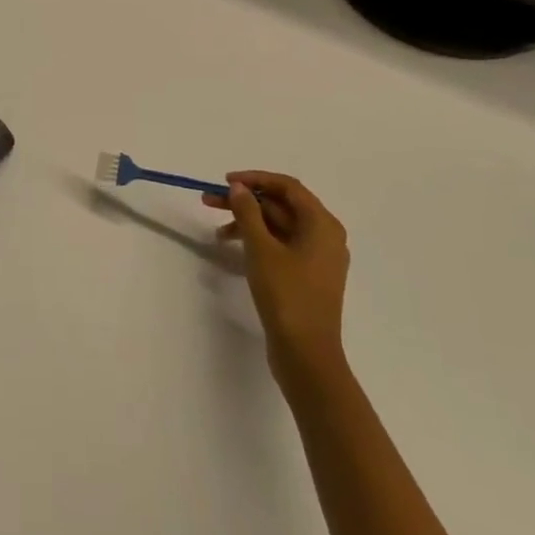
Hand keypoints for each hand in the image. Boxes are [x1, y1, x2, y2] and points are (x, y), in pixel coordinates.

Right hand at [204, 171, 349, 389]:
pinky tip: (234, 248)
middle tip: (209, 202)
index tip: (226, 181)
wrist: (306, 356)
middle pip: (282, 206)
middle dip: (246, 202)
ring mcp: (317, 258)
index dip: (255, 179)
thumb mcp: (261, 249)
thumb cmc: (287, 296)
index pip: (288, 187)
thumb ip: (248, 213)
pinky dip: (258, 242)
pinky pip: (281, 246)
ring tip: (217, 230)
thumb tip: (239, 188)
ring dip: (248, 222)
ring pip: (279, 227)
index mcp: (322, 224)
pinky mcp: (307, 277)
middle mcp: (325, 236)